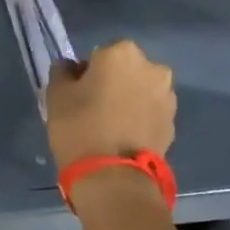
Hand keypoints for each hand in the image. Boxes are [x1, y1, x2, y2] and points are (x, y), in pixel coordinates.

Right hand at [45, 40, 175, 169]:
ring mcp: (167, 96)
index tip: (78, 91)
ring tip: (109, 124)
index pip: (100, 53)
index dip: (87, 71)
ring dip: (129, 99)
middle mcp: (152, 68)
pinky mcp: (173, 123)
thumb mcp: (56, 95)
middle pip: (126, 69)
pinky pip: (150, 112)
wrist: (113, 175)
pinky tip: (123, 136)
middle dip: (113, 82)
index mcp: (122, 53)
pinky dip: (139, 118)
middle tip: (93, 106)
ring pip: (141, 90)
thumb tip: (71, 67)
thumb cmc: (79, 126)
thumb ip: (63, 72)